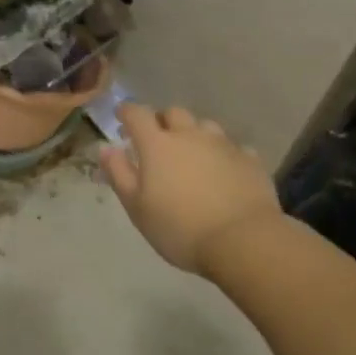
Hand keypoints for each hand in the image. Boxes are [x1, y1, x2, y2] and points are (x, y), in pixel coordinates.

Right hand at [99, 104, 283, 274]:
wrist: (243, 242)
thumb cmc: (180, 228)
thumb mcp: (137, 207)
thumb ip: (118, 174)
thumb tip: (106, 148)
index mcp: (157, 144)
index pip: (137, 113)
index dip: (127, 112)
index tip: (122, 117)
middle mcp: (189, 135)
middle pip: (173, 113)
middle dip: (163, 121)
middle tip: (159, 140)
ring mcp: (223, 145)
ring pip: (205, 126)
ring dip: (195, 134)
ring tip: (194, 155)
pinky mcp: (250, 160)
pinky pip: (234, 148)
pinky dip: (225, 155)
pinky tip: (226, 172)